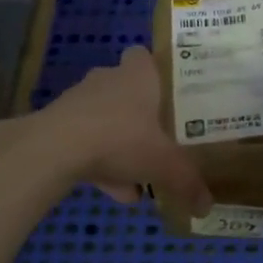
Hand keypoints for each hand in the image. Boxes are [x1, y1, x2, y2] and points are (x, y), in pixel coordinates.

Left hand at [36, 45, 212, 213]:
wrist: (55, 148)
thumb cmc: (121, 138)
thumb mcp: (164, 163)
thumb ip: (187, 181)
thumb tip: (207, 206)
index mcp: (137, 76)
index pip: (143, 56)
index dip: (154, 69)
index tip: (168, 91)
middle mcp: (107, 80)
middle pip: (126, 90)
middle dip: (140, 114)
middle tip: (158, 138)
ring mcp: (79, 101)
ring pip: (105, 119)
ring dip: (119, 144)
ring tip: (137, 180)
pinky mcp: (58, 125)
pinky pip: (86, 142)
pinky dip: (99, 163)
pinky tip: (113, 192)